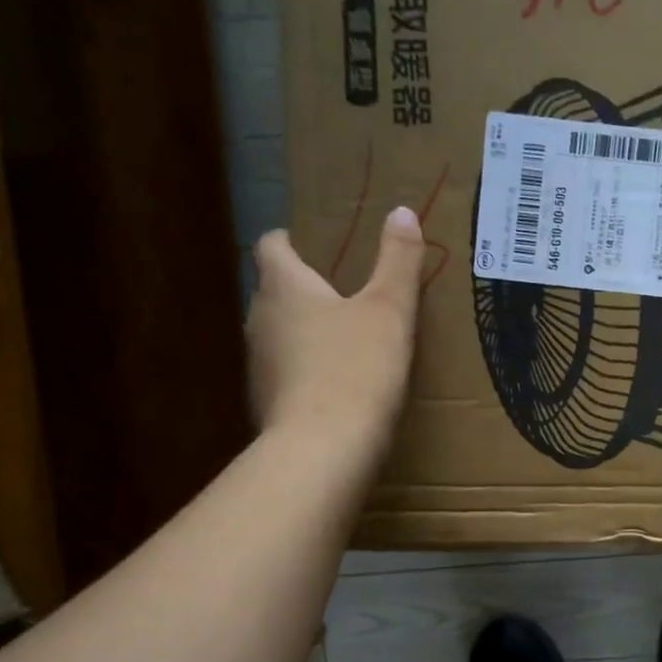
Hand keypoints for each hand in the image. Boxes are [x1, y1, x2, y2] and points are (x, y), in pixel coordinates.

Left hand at [247, 207, 424, 447]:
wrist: (324, 449)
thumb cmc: (358, 368)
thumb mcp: (390, 310)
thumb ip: (398, 261)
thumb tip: (402, 211)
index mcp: (284, 287)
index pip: (272, 246)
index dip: (290, 241)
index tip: (315, 247)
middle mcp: (260, 319)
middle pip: (273, 292)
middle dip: (303, 290)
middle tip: (344, 295)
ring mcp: (258, 365)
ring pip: (278, 336)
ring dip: (303, 334)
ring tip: (344, 343)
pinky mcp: (265, 403)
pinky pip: (285, 375)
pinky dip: (305, 374)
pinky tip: (336, 390)